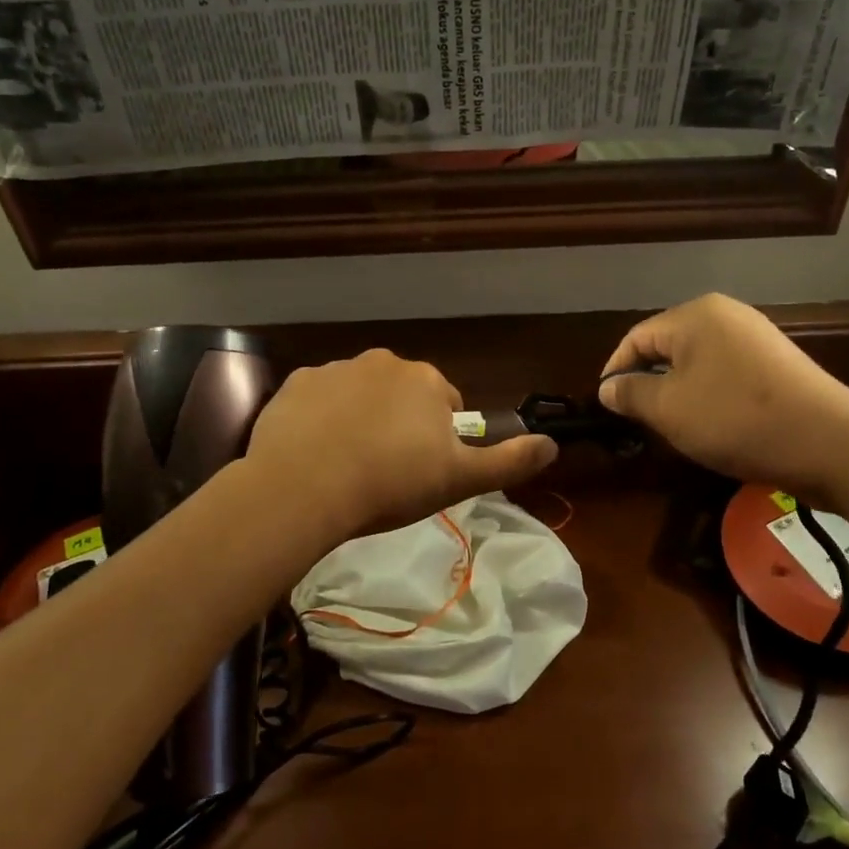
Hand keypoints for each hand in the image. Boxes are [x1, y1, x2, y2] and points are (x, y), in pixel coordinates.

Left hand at [247, 350, 557, 540]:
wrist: (304, 486)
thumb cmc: (391, 482)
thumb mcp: (459, 479)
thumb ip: (508, 461)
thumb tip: (553, 445)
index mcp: (427, 381)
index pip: (446, 405)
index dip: (440, 440)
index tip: (423, 471)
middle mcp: (383, 362)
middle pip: (402, 395)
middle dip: (400, 425)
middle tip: (386, 471)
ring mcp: (335, 369)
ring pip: (359, 395)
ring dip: (360, 420)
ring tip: (348, 466)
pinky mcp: (296, 384)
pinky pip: (319, 400)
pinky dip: (321, 419)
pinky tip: (314, 453)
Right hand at [598, 294, 848, 503]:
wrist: (830, 442)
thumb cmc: (735, 419)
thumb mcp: (669, 409)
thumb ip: (631, 394)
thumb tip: (607, 387)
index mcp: (695, 315)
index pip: (636, 338)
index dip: (615, 371)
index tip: (607, 407)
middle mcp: (726, 316)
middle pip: (667, 347)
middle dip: (648, 383)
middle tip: (638, 421)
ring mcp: (756, 338)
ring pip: (697, 363)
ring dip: (678, 393)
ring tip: (673, 427)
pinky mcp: (776, 364)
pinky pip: (725, 374)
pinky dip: (709, 397)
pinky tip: (713, 426)